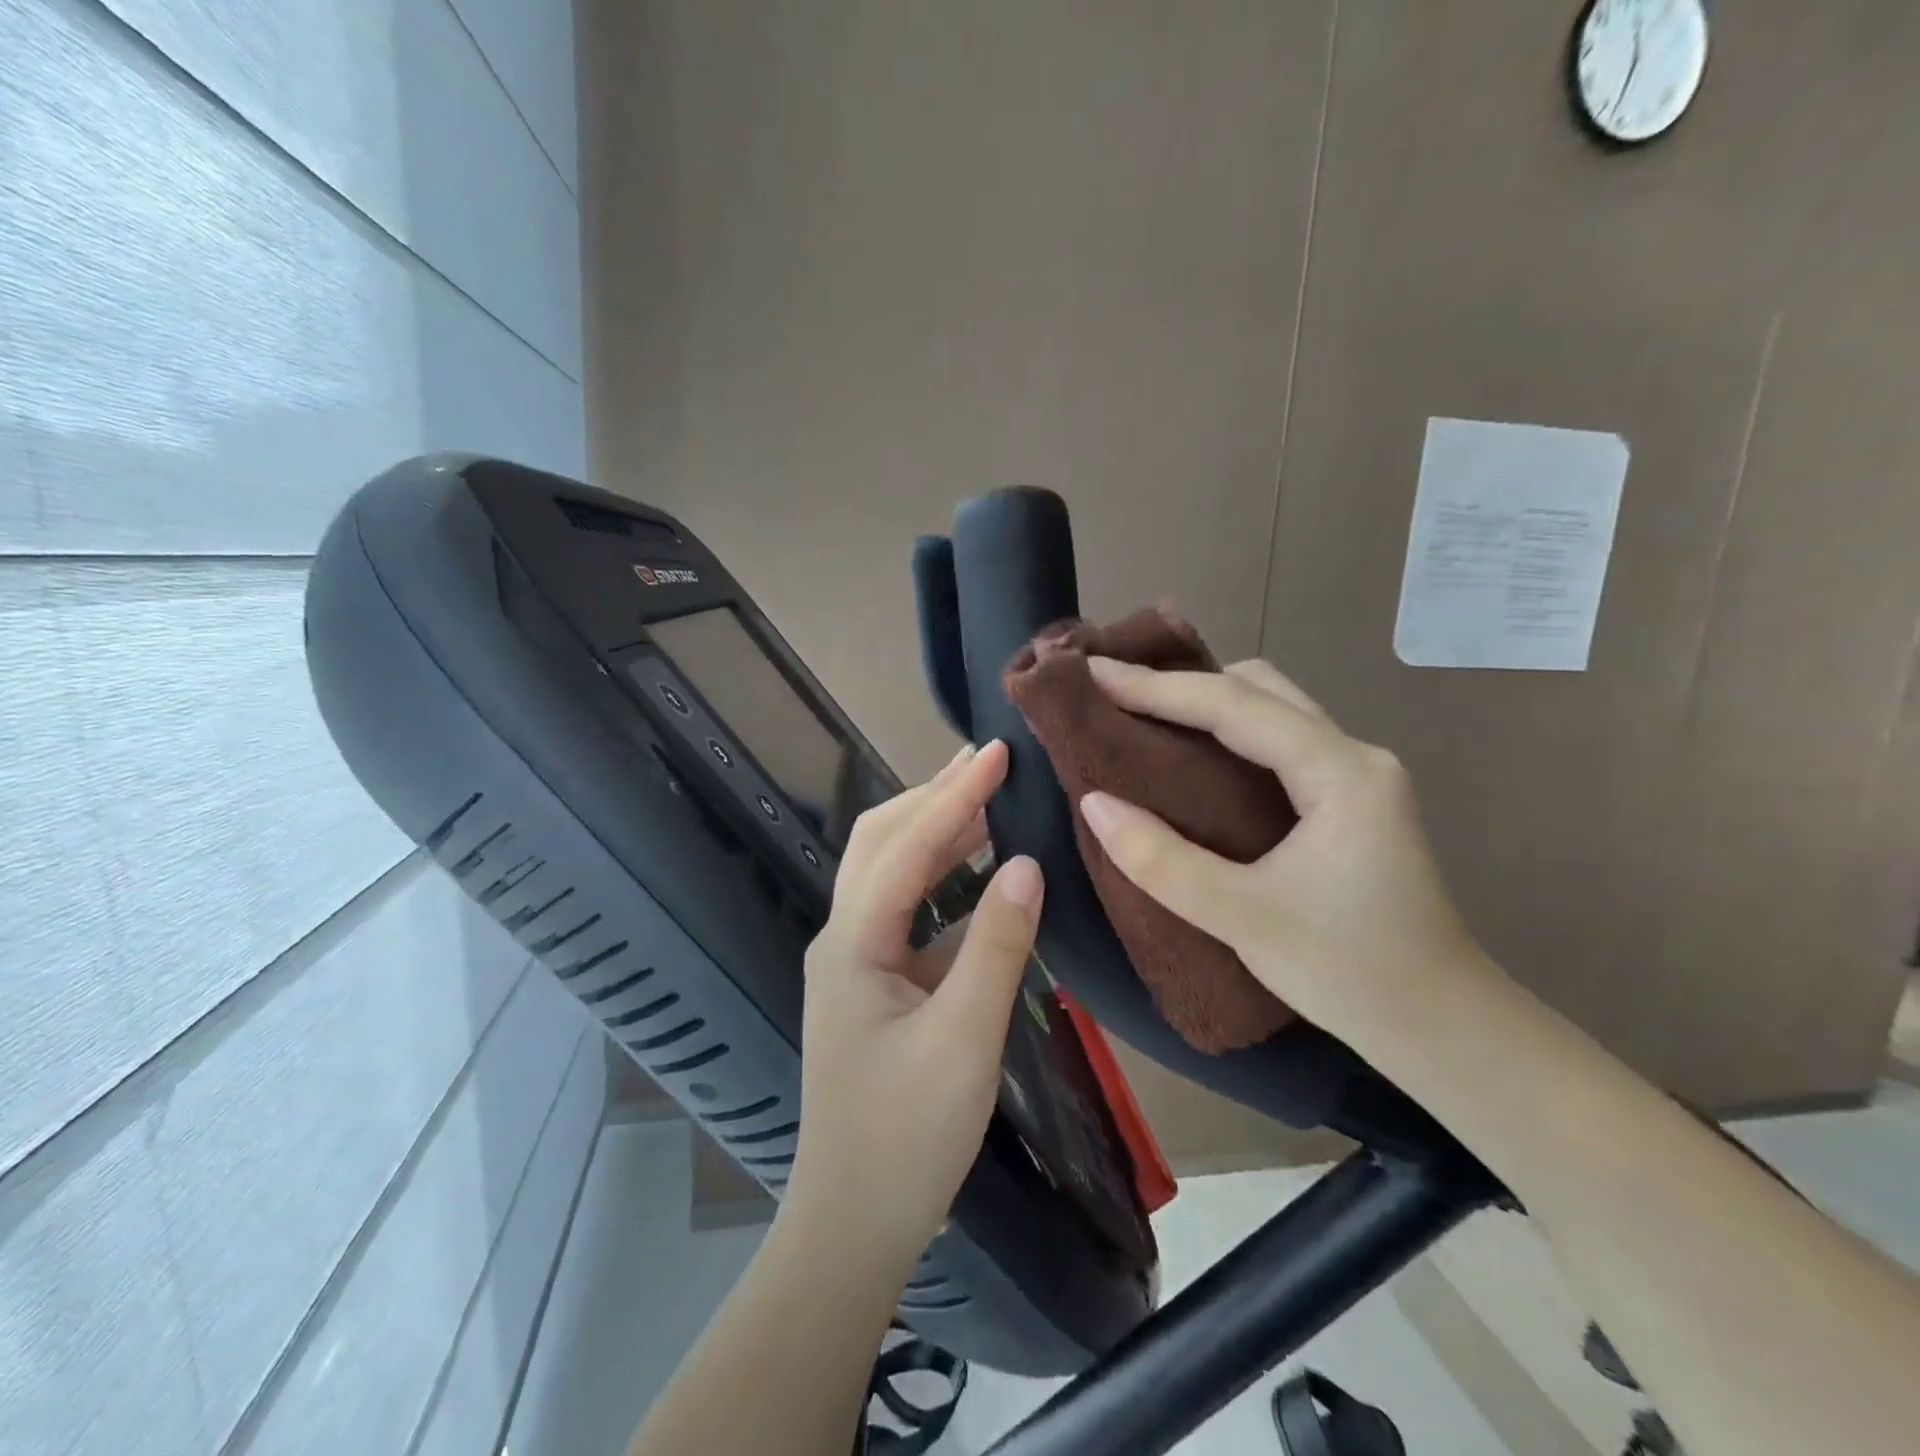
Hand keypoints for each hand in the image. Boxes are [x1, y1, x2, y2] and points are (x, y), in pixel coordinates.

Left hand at [788, 740, 1043, 1264]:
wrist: (854, 1224)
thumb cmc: (906, 1136)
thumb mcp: (965, 1039)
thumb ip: (997, 946)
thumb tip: (1028, 864)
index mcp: (853, 942)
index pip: (906, 846)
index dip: (953, 794)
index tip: (996, 751)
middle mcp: (843, 936)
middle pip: (882, 843)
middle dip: (932, 796)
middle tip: (986, 761)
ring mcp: (855, 960)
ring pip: (892, 872)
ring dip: (936, 832)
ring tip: (985, 798)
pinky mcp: (874, 983)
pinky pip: (909, 911)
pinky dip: (943, 880)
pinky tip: (981, 874)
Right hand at [1076, 658, 1487, 1036]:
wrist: (1441, 1027)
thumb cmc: (1350, 973)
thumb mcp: (1244, 919)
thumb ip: (1162, 861)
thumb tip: (1093, 803)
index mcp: (1340, 772)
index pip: (1235, 705)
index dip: (1157, 687)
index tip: (1093, 674)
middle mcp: (1353, 755)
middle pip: (1258, 688)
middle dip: (1181, 682)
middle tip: (1112, 692)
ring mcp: (1354, 776)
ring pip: (1270, 709)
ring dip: (1204, 703)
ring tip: (1140, 714)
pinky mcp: (1346, 800)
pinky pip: (1275, 741)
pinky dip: (1225, 732)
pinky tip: (1189, 753)